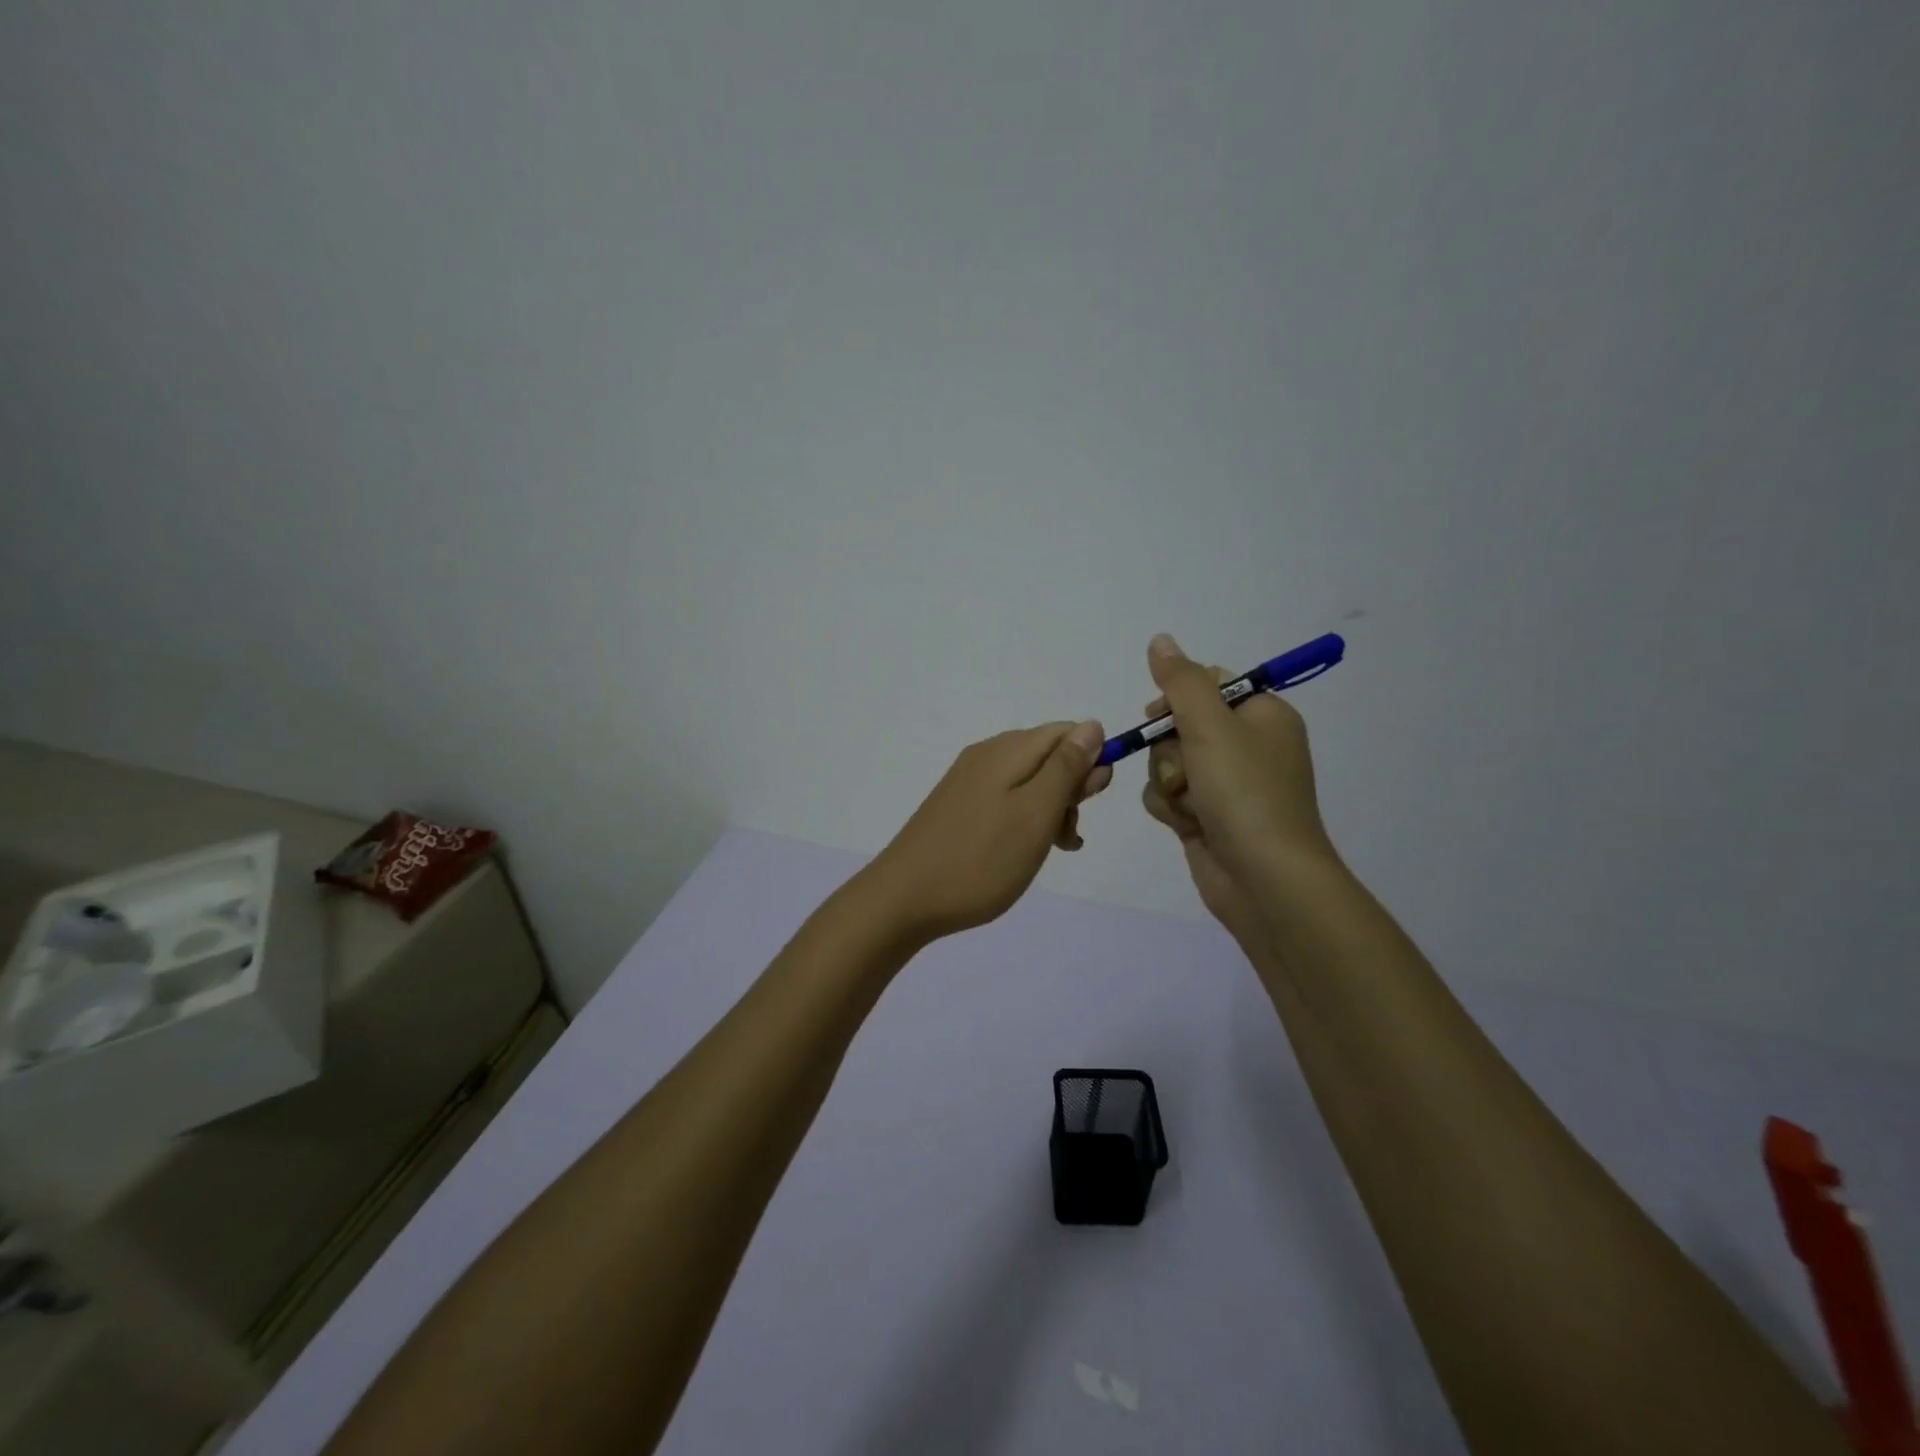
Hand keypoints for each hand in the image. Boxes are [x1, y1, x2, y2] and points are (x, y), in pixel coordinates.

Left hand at [864, 721, 1112, 944]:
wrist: (905, 899)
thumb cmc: (981, 858)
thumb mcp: (1036, 813)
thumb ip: (1066, 768)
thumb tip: (1092, 726)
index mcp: (1007, 750)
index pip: (1067, 732)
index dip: (1091, 760)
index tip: (1091, 801)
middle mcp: (987, 756)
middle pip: (1048, 756)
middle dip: (1071, 790)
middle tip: (1067, 834)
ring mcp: (969, 782)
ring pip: (1029, 783)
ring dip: (1051, 811)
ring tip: (1053, 849)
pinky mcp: (958, 807)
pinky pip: (1006, 801)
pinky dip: (1026, 821)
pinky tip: (1027, 851)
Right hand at [1137, 634, 1332, 942]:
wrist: (1264, 880)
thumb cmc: (1245, 794)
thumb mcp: (1211, 726)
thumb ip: (1181, 681)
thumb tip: (1160, 640)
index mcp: (1262, 715)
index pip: (1208, 683)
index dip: (1178, 698)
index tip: (1163, 715)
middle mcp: (1247, 746)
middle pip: (1180, 724)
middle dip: (1170, 750)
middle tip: (1187, 770)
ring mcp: (1226, 784)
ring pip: (1167, 762)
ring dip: (1168, 782)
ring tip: (1191, 806)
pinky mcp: (1207, 816)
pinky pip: (1168, 794)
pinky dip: (1170, 807)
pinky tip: (1186, 825)